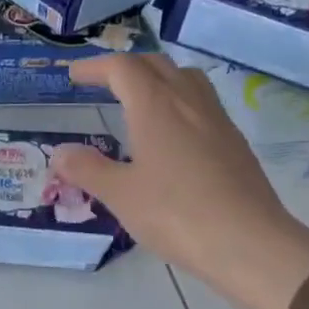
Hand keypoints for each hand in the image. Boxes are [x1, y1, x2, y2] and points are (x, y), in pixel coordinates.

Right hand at [51, 55, 308, 308]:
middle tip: (103, 83)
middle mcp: (189, 102)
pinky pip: (203, 106)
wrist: (249, 243)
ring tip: (139, 101)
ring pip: (186, 80)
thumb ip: (87, 169)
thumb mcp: (120, 195)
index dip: (95, 67)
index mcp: (156, 106)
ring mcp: (218, 121)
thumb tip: (59, 152)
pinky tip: (173, 137)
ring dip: (158, 79)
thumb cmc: (176, 214)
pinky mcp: (235, 144)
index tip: (74, 76)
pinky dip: (179, 104)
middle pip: (156, 65)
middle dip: (126, 68)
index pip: (122, 68)